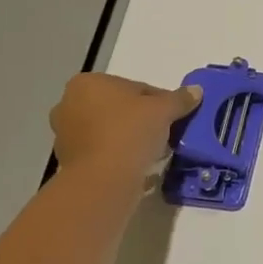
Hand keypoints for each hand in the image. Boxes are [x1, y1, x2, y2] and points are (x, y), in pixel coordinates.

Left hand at [49, 73, 200, 188]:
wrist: (103, 180)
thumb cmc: (130, 132)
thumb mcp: (163, 110)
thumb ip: (179, 99)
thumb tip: (196, 90)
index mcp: (88, 83)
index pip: (134, 88)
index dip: (159, 101)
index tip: (174, 116)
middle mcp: (69, 104)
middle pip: (118, 108)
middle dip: (141, 119)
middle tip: (165, 133)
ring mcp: (66, 134)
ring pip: (109, 130)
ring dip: (130, 138)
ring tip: (154, 152)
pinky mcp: (69, 161)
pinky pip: (102, 151)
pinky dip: (119, 155)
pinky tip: (138, 165)